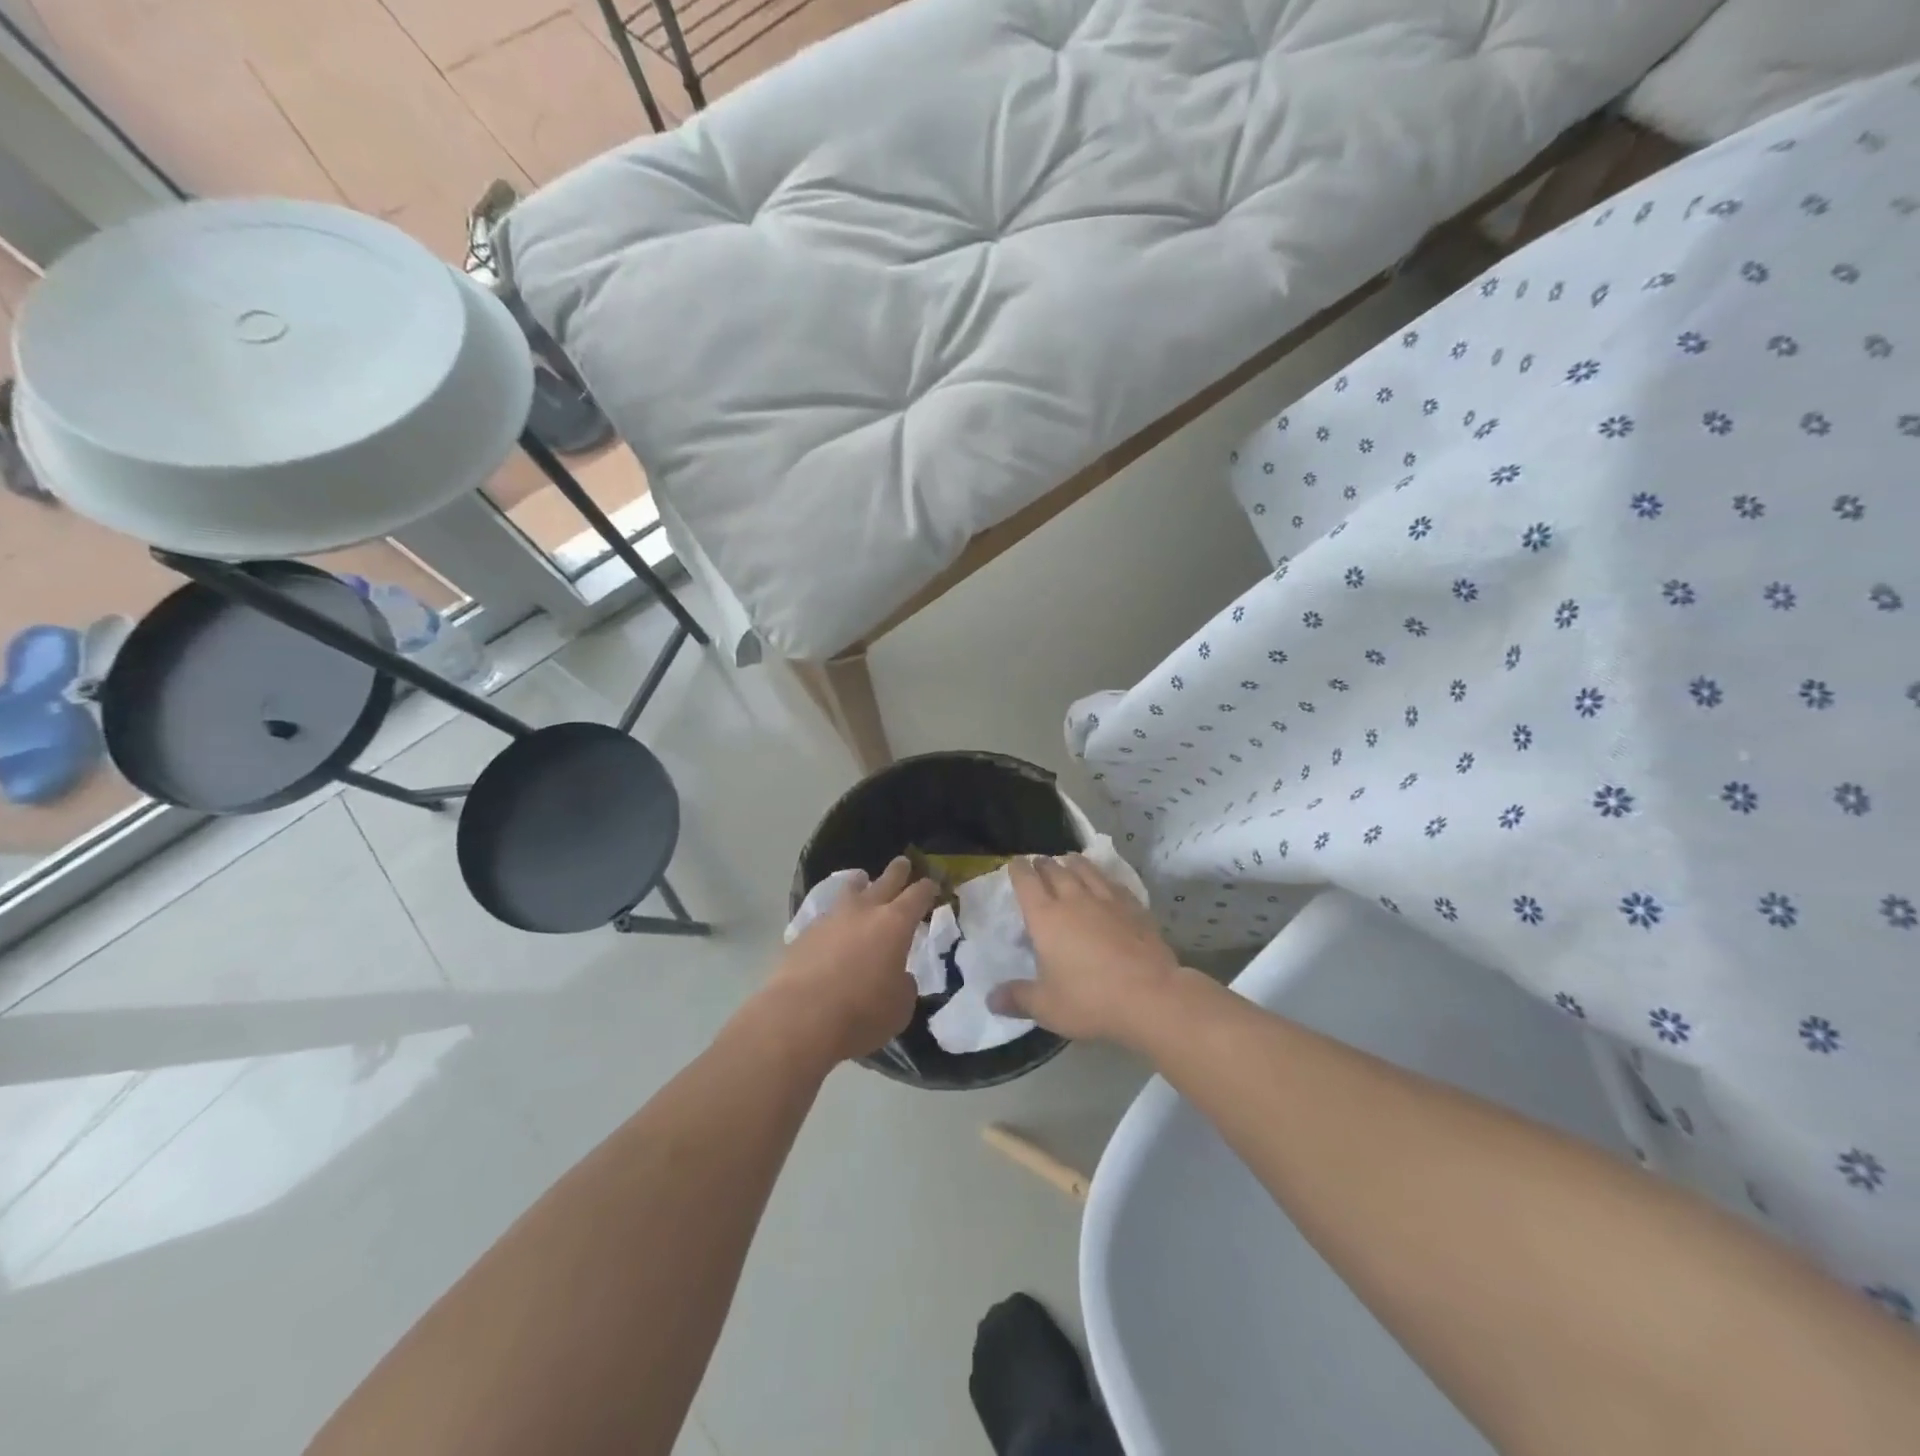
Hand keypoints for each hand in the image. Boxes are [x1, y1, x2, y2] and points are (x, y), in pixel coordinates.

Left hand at [762, 857, 937, 1064]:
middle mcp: (864, 911)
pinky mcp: (804, 934)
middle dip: (897, 872)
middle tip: (903, 863)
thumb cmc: (862, 1013)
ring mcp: (831, 919)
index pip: (918, 896)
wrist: (800, 1018)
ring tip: (861, 881)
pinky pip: (826, 918)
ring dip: (859, 886)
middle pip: (885, 881)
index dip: (927, 889)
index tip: (932, 885)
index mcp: (895, 924)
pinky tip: (833, 929)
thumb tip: (897, 976)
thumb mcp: (900, 1006)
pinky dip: (835, 919)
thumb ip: (904, 984)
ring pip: (849, 892)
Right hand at [991, 853, 1183, 1044]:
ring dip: (1074, 863)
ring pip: (1087, 871)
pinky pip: (1114, 884)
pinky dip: (1105, 878)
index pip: (1027, 883)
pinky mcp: (1135, 908)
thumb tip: (991, 999)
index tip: (1014, 863)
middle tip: (1039, 861)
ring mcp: (1107, 901)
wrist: (1151, 996)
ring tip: (1070, 859)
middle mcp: (1074, 900)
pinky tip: (1107, 882)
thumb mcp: (1046, 1007)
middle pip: (1056, 871)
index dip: (1018, 870)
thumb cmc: (1090, 1000)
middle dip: (1044, 864)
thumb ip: (1018, 998)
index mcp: (1046, 918)